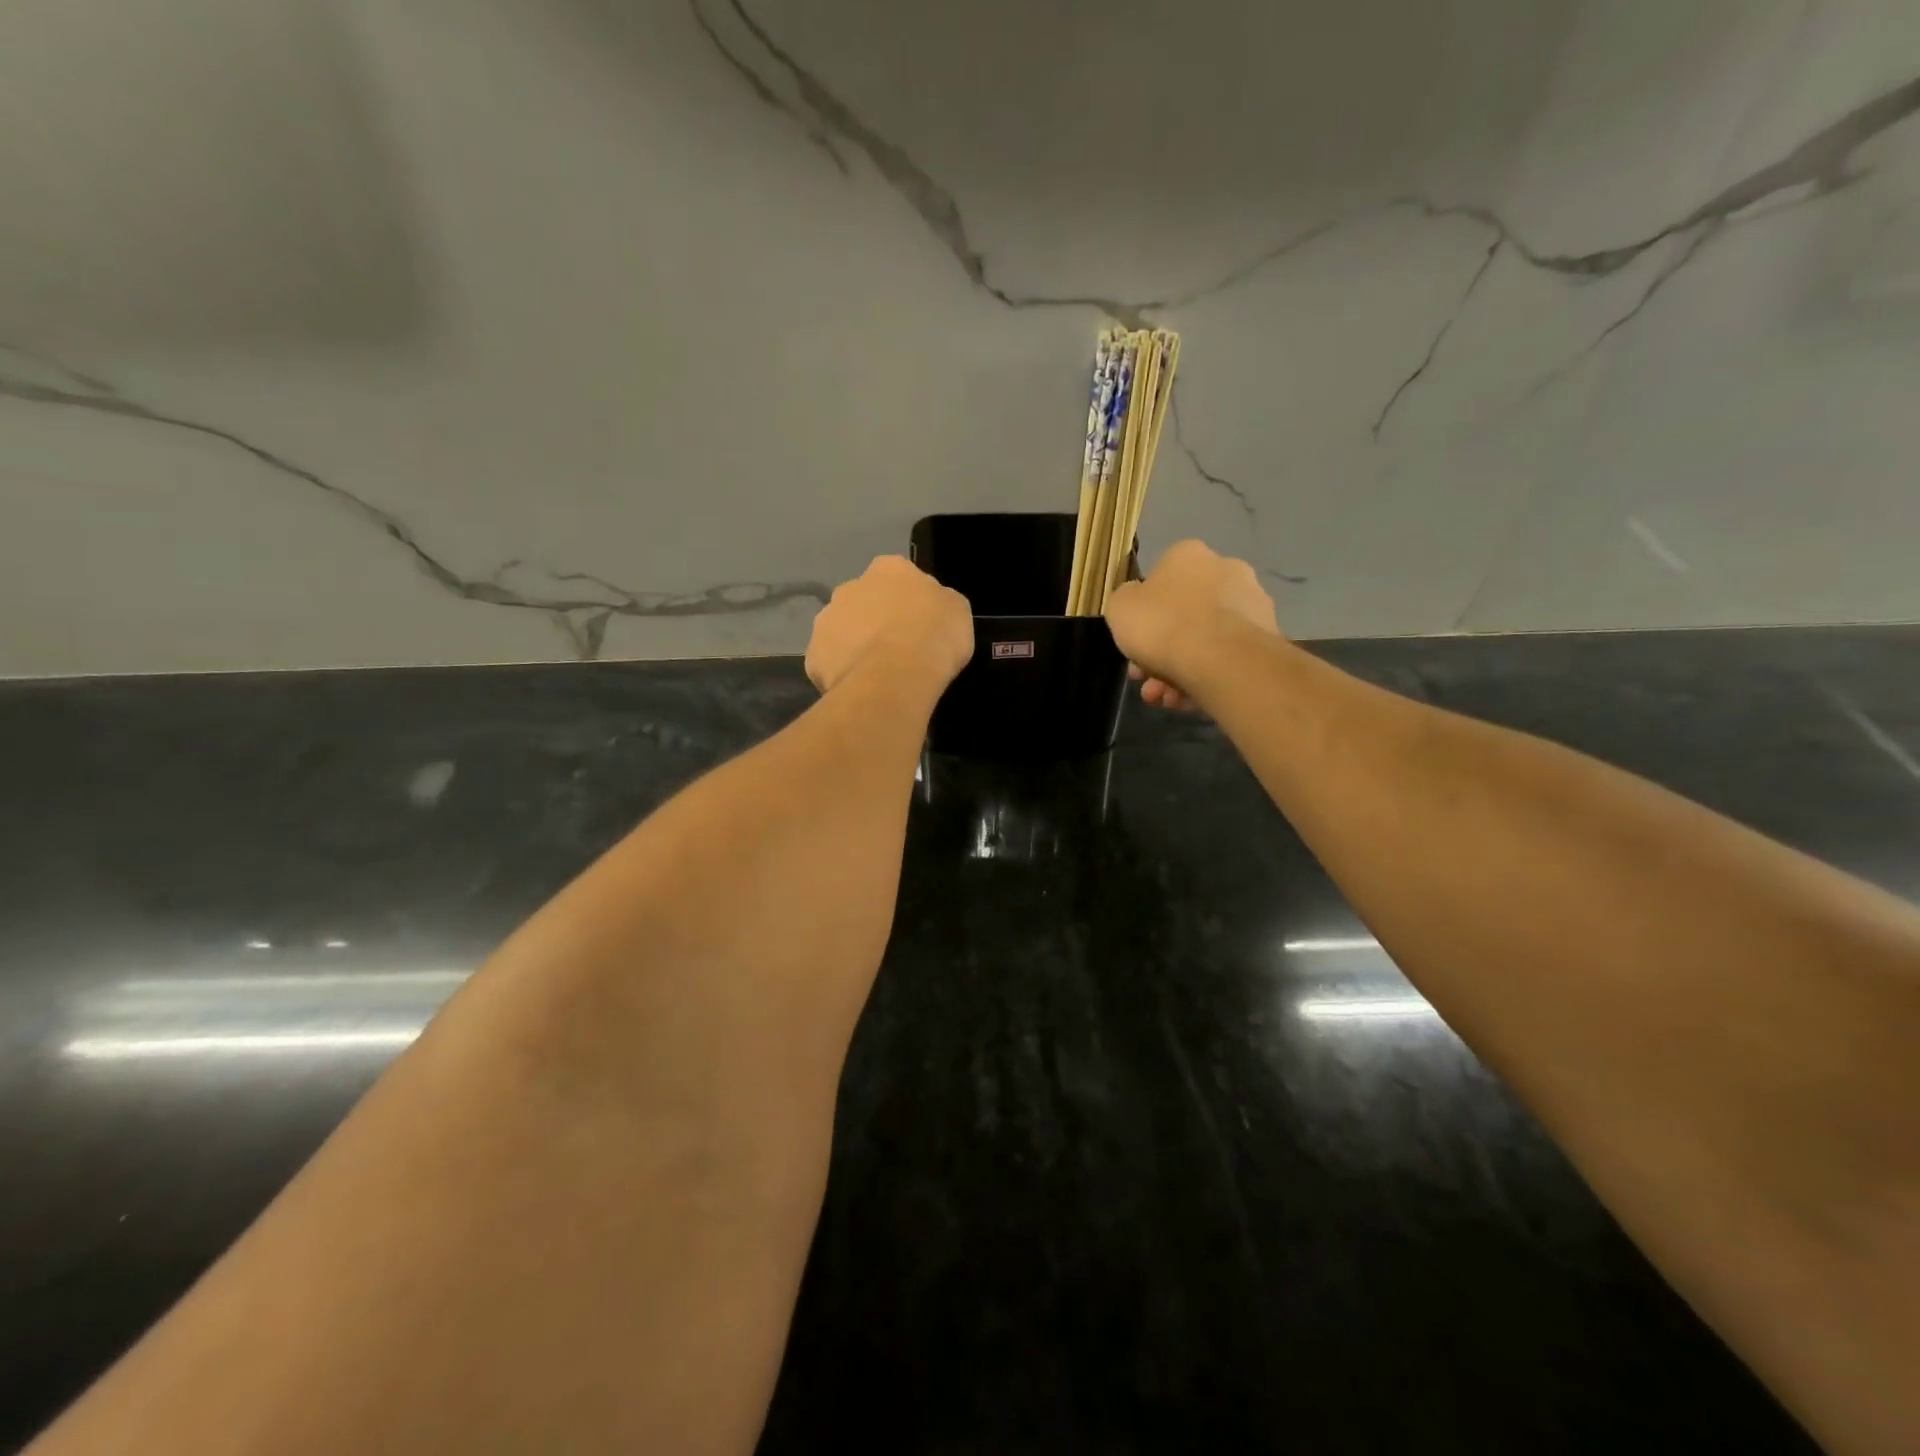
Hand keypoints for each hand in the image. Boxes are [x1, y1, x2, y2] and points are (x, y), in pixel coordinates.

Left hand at [806, 556, 973, 695]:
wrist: (896, 676)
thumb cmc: (934, 637)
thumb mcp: (957, 612)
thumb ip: (940, 603)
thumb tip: (929, 609)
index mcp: (888, 569)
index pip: (898, 578)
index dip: (908, 602)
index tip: (919, 624)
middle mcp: (850, 586)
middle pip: (863, 602)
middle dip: (874, 621)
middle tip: (896, 649)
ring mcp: (826, 620)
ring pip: (841, 631)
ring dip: (854, 646)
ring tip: (876, 673)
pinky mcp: (813, 655)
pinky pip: (829, 663)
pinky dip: (841, 673)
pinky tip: (860, 688)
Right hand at [1104, 541, 1280, 710]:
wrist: (1220, 658)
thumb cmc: (1162, 624)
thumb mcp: (1120, 608)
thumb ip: (1126, 601)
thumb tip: (1138, 602)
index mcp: (1188, 555)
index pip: (1161, 578)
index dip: (1142, 613)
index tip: (1133, 640)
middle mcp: (1226, 570)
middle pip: (1184, 613)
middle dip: (1160, 649)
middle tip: (1144, 678)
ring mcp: (1252, 604)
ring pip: (1205, 639)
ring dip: (1179, 669)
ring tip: (1164, 698)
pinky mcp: (1267, 637)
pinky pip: (1225, 657)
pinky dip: (1204, 677)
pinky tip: (1186, 701)